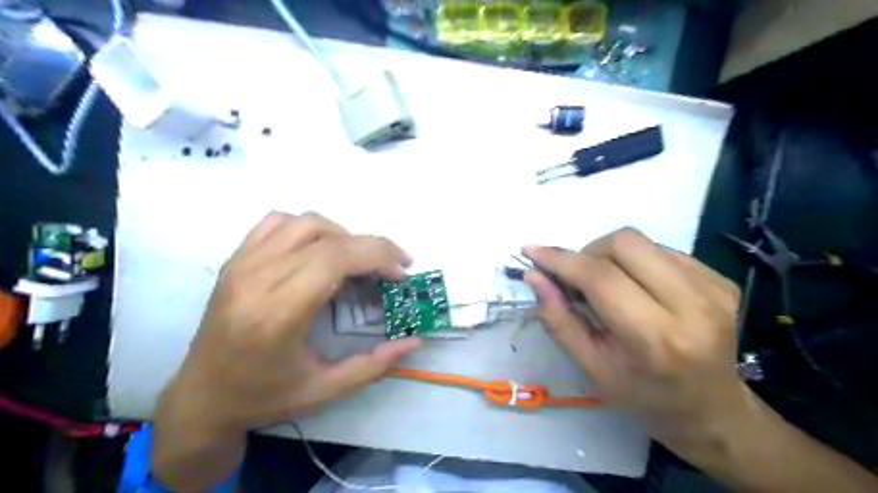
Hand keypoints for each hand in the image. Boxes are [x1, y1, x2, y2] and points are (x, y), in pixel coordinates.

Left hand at [151, 213, 419, 492]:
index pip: (336, 259)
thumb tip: (414, 341)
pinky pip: (277, 222)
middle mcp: (257, 279)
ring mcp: (242, 264)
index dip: (378, 257)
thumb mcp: (325, 391)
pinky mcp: (235, 260)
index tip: (401, 273)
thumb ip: (374, 366)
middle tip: (394, 267)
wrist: (201, 397)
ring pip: (305, 222)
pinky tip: (319, 250)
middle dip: (373, 246)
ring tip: (358, 261)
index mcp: (278, 313)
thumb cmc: (264, 397)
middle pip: (328, 238)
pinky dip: (308, 228)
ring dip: (343, 235)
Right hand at [524, 228, 743, 443]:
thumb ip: (559, 319)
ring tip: (607, 286)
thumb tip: (535, 276)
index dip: (561, 260)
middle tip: (577, 279)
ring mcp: (713, 289)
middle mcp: (693, 306)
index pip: (601, 278)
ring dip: (610, 256)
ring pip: (642, 242)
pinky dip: (636, 262)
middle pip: (624, 244)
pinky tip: (637, 288)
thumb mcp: (591, 367)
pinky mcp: (723, 280)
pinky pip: (662, 250)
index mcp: (656, 339)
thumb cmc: (643, 396)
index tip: (531, 251)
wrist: (712, 410)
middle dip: (587, 253)